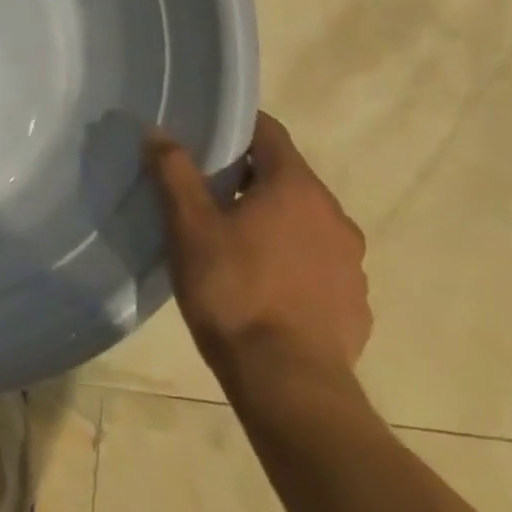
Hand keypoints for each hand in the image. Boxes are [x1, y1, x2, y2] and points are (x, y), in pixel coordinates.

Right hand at [146, 113, 371, 397]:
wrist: (288, 385)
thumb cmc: (233, 291)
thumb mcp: (189, 226)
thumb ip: (174, 171)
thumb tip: (158, 132)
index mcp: (296, 188)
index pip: (268, 132)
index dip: (235, 126)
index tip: (203, 134)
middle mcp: (334, 216)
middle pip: (286, 176)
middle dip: (247, 176)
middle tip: (205, 190)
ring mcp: (350, 262)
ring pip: (303, 221)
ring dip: (272, 219)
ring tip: (231, 240)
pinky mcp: (354, 302)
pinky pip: (318, 262)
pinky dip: (291, 259)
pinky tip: (261, 284)